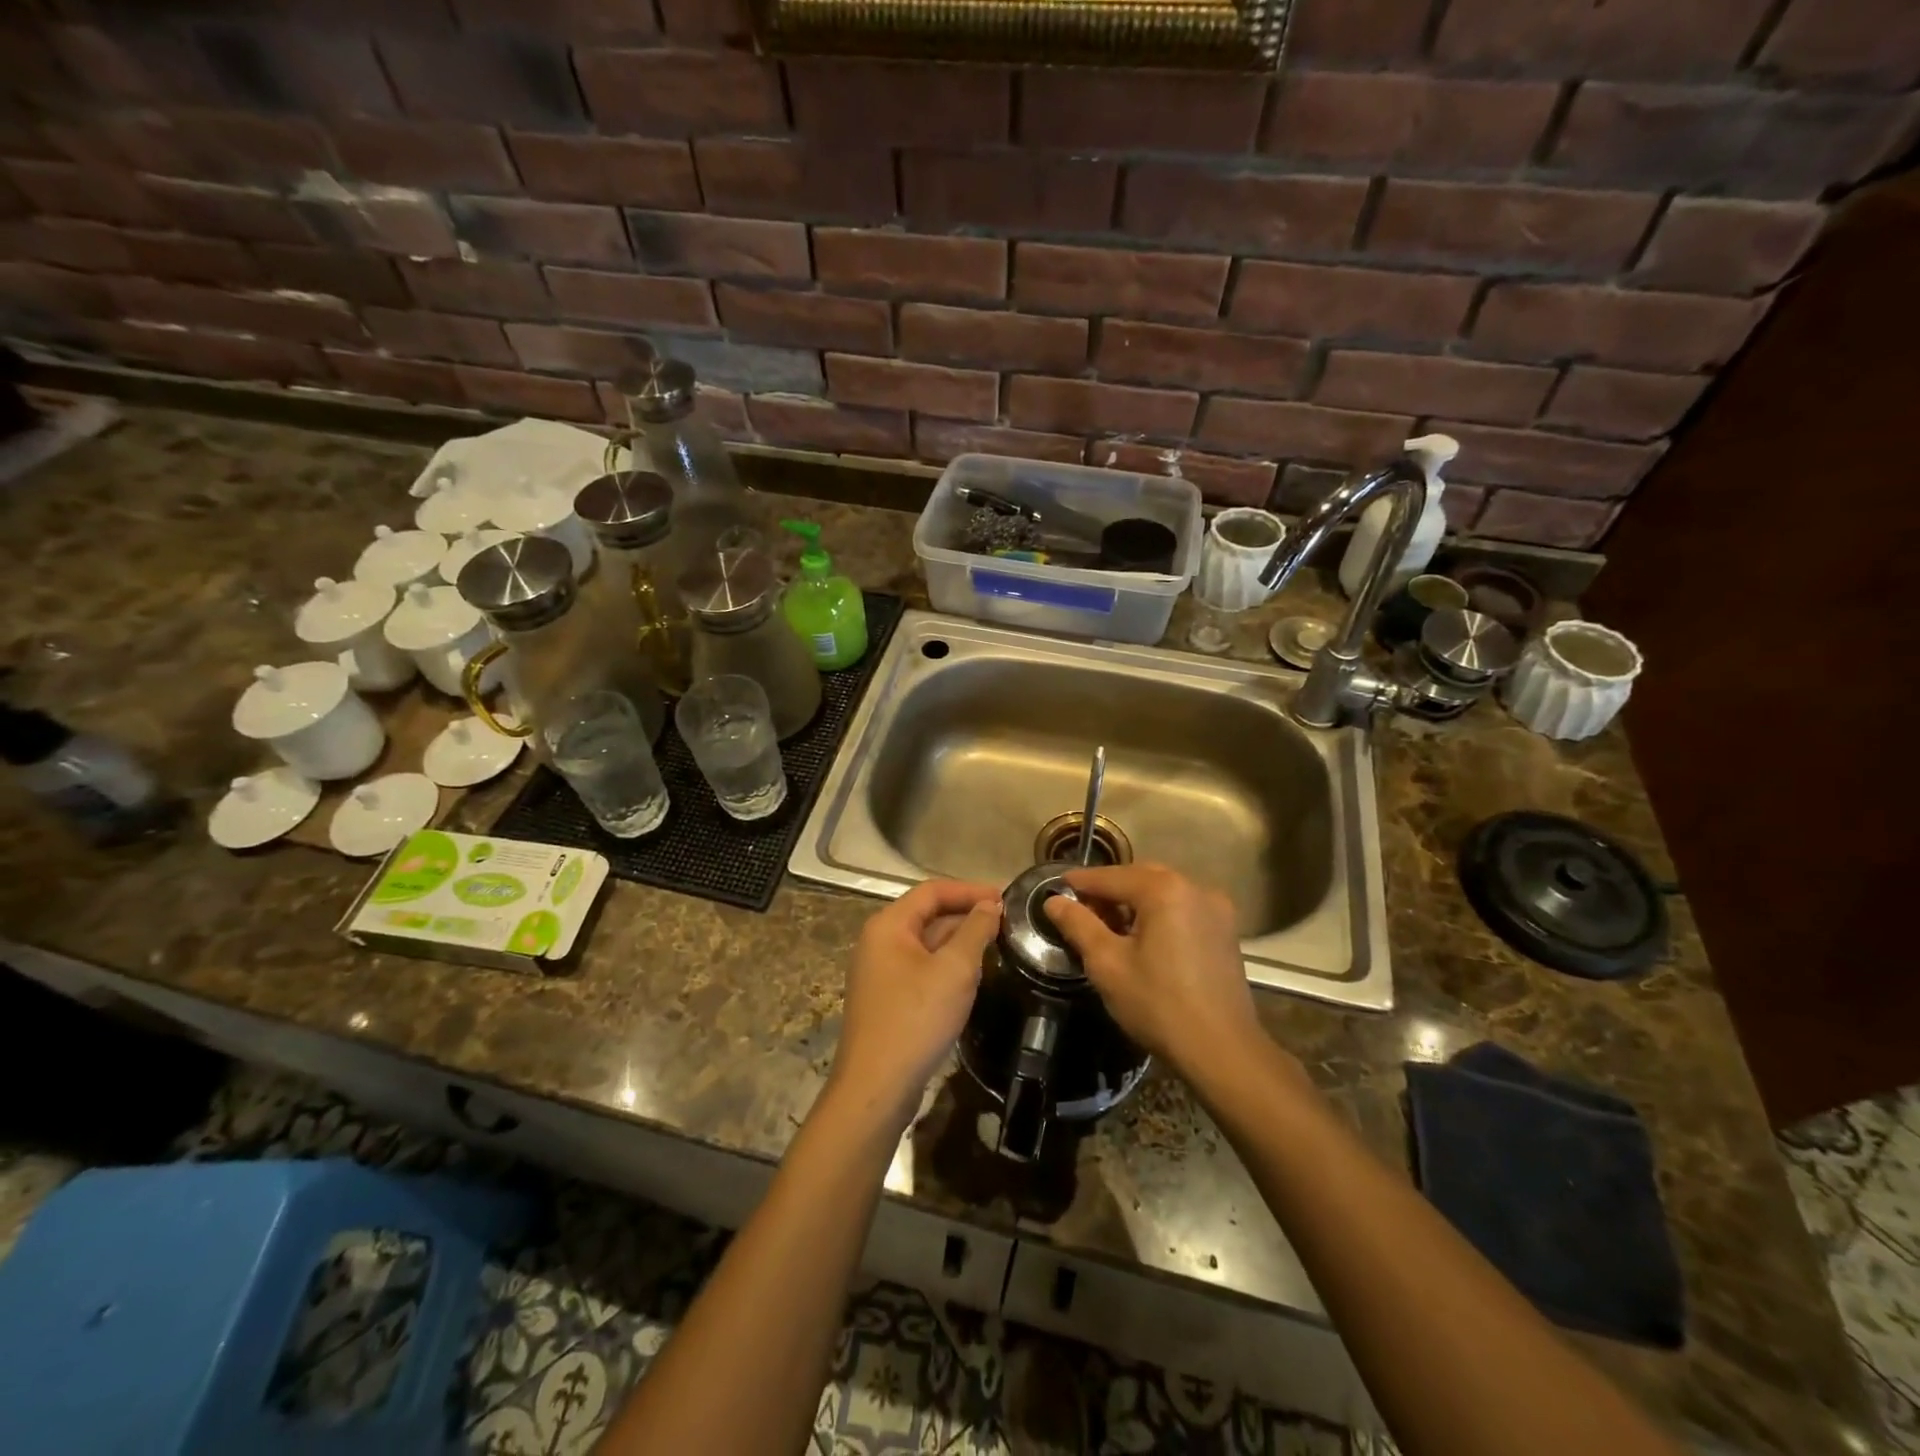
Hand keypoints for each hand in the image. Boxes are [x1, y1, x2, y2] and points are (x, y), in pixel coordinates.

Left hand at [829, 880, 1002, 1121]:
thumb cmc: (916, 1019)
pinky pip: (922, 968)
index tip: (1005, 898)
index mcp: (889, 925)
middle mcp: (880, 942)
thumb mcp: (955, 970)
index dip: (970, 890)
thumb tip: (989, 906)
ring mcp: (881, 972)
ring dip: (959, 941)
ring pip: (926, 944)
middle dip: (967, 916)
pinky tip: (972, 978)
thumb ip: (975, 931)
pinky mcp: (888, 999)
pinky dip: (947, 965)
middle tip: (1007, 924)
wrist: (877, 1087)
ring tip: (997, 946)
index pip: (932, 891)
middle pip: (928, 915)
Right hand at [1043, 862, 1261, 1074]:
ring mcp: (1216, 908)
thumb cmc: (1158, 1004)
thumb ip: (1078, 925)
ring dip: (1134, 900)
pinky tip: (1142, 937)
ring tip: (1107, 924)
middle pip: (1140, 877)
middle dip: (1108, 889)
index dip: (1080, 882)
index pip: (1111, 876)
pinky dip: (1158, 912)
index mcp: (1164, 890)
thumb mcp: (1107, 964)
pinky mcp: (1225, 930)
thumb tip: (1053, 901)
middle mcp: (1195, 887)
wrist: (1222, 1051)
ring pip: (1163, 891)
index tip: (1055, 888)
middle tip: (1080, 908)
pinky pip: (1182, 908)